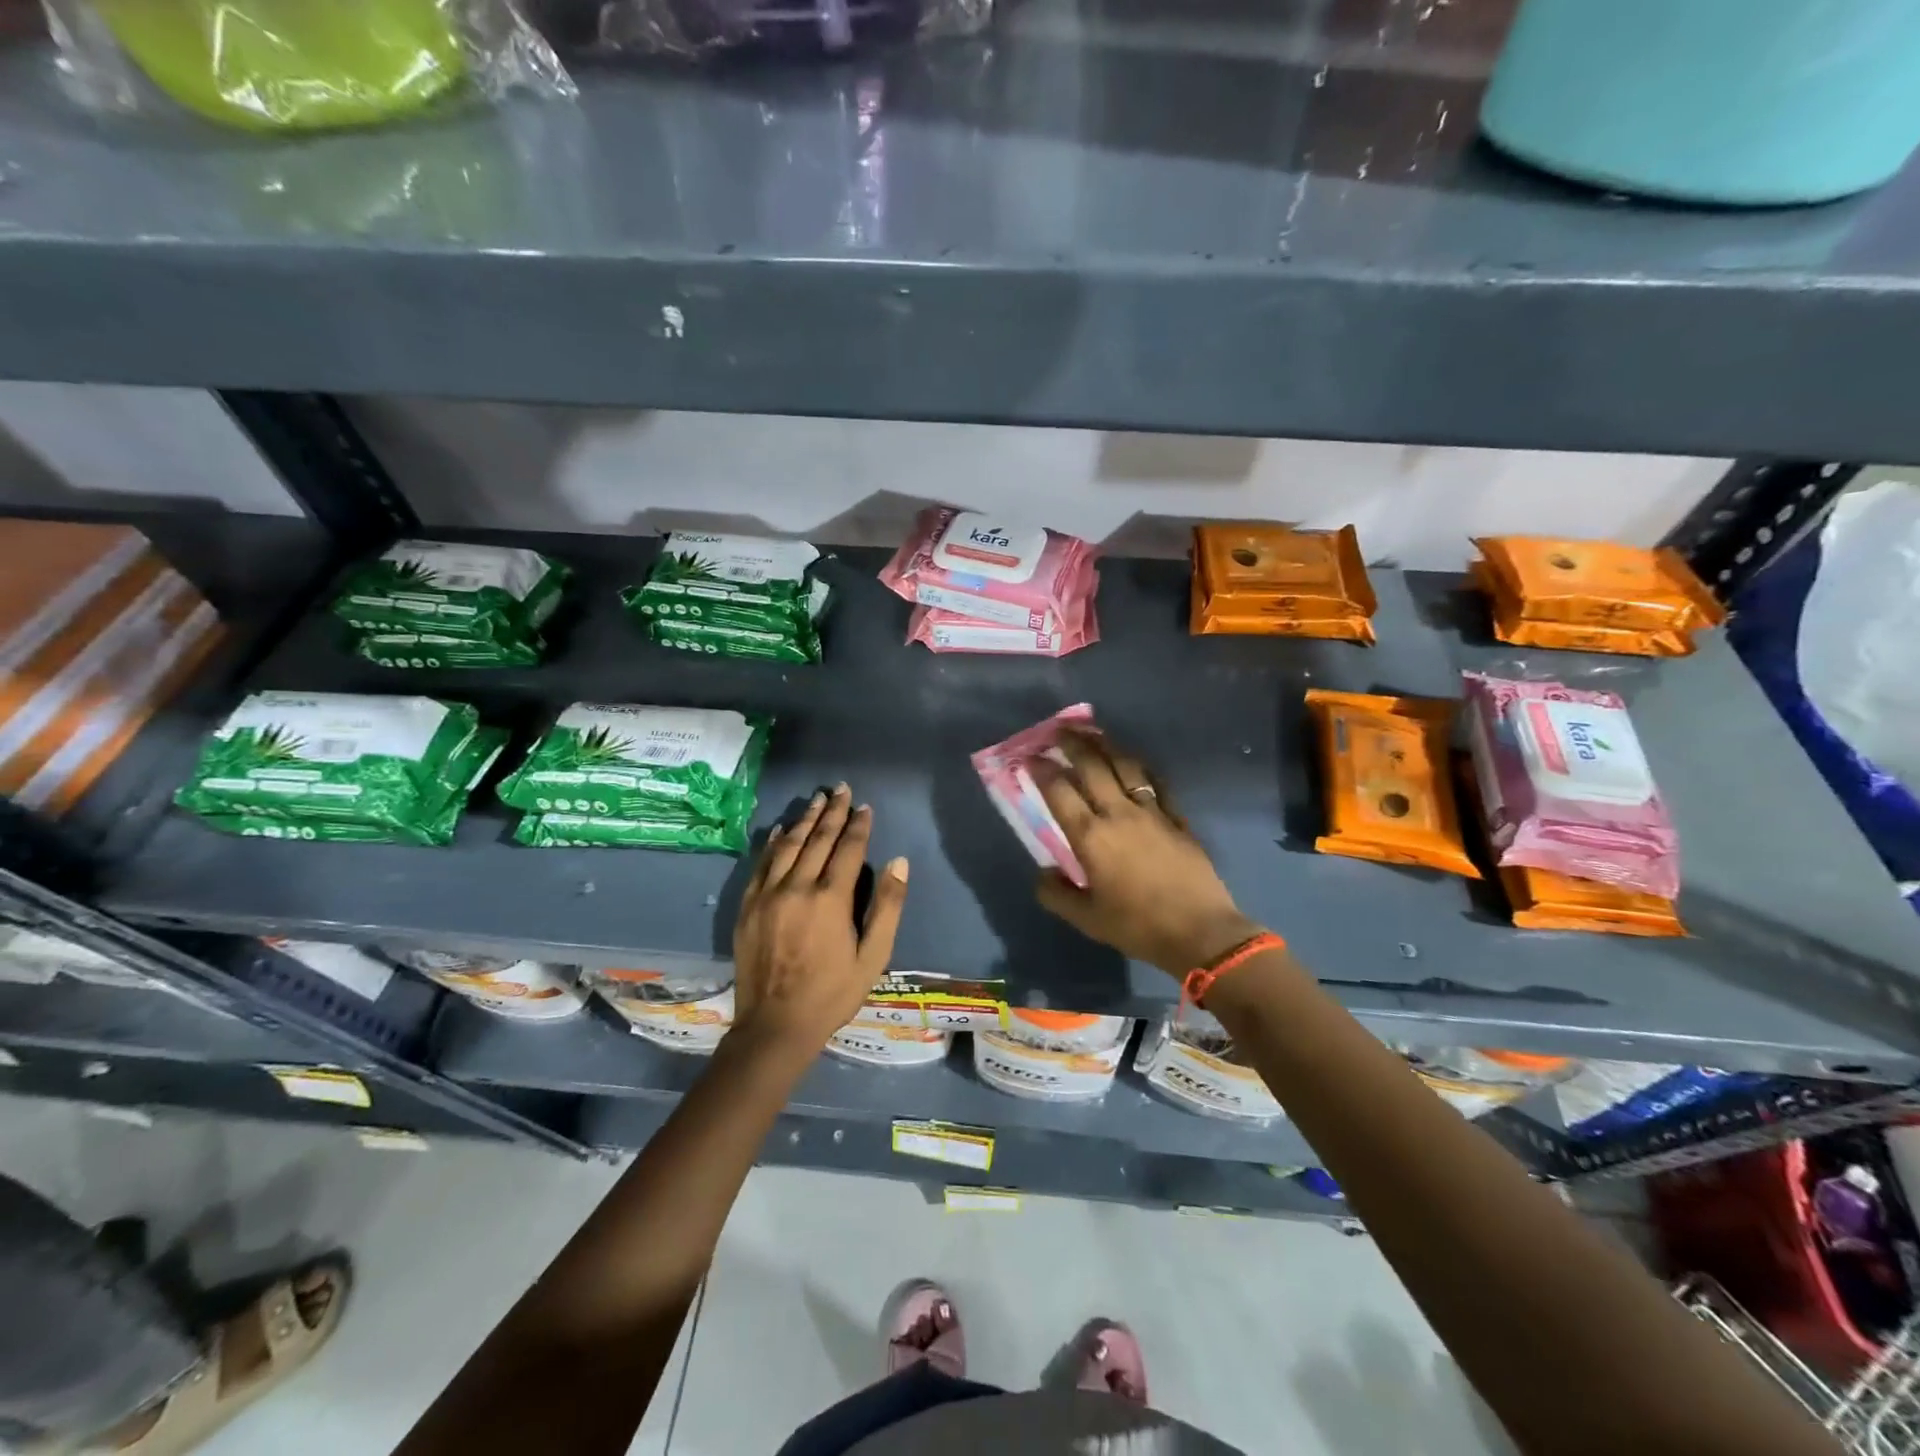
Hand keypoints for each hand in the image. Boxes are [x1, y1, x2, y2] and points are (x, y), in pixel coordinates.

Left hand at [732, 784, 909, 1052]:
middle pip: (817, 839)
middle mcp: (797, 887)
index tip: (865, 806)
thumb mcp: (873, 957)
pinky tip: (780, 829)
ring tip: (817, 799)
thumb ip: (887, 906)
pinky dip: (773, 842)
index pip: (847, 849)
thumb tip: (899, 862)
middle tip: (841, 789)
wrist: (775, 1026)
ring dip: (804, 819)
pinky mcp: (748, 906)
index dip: (859, 825)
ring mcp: (768, 895)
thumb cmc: (832, 994)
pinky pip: (762, 864)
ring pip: (788, 845)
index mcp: (830, 899)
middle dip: (832, 812)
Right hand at [1033, 730, 1263, 976]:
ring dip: (1107, 746)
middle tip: (1059, 730)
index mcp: (1091, 837)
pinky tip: (1135, 762)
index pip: (1060, 792)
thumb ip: (1057, 894)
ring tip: (1094, 733)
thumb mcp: (1087, 919)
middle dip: (1073, 744)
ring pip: (1126, 766)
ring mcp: (1152, 812)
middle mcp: (1118, 814)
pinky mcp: (1177, 819)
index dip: (1042, 770)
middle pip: (1092, 767)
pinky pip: (1157, 783)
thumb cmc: (1138, 926)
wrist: (1200, 931)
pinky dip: (1142, 768)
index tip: (1031, 757)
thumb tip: (1043, 874)